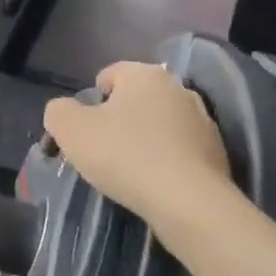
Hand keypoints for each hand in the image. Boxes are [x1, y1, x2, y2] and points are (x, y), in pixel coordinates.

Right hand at [42, 61, 231, 223]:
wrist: (188, 201)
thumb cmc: (125, 156)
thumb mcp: (71, 130)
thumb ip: (58, 112)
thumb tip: (65, 111)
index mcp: (145, 74)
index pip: (108, 75)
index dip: (90, 103)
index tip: (84, 134)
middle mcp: (178, 87)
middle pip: (135, 100)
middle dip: (118, 121)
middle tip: (102, 153)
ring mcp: (202, 119)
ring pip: (159, 124)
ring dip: (143, 141)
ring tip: (130, 172)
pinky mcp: (216, 150)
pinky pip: (178, 150)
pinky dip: (165, 161)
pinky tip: (155, 183)